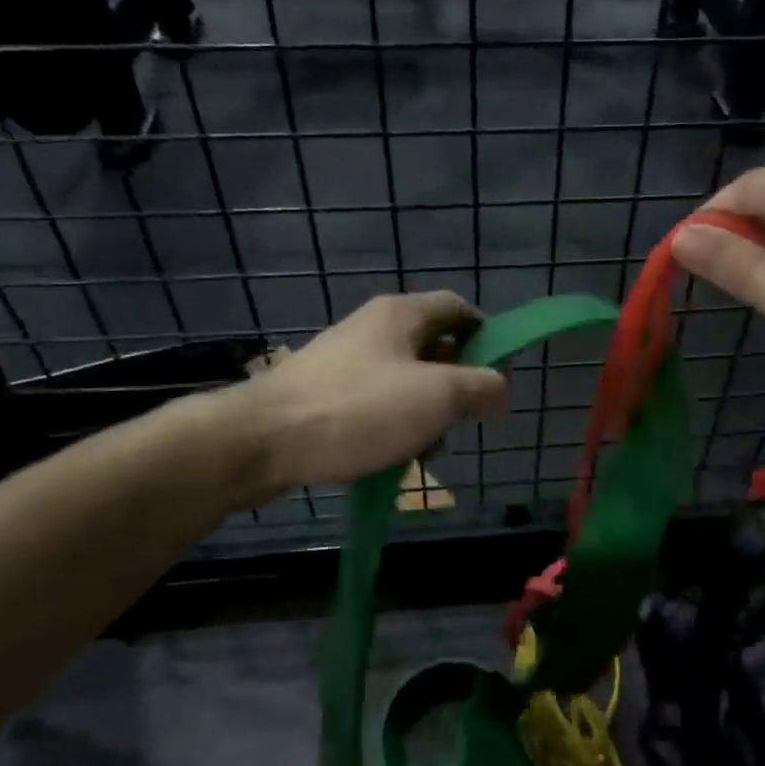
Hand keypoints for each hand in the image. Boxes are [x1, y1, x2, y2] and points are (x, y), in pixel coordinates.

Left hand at [243, 292, 509, 490]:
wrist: (262, 441)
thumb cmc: (359, 410)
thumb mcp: (437, 396)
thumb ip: (481, 387)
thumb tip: (502, 389)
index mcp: (401, 314)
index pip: (459, 308)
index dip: (486, 335)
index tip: (498, 375)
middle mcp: (373, 328)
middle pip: (433, 346)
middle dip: (456, 384)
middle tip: (463, 419)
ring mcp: (345, 361)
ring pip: (405, 380)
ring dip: (425, 412)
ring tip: (426, 449)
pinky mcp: (324, 394)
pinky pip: (375, 403)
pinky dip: (393, 425)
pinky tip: (390, 457)